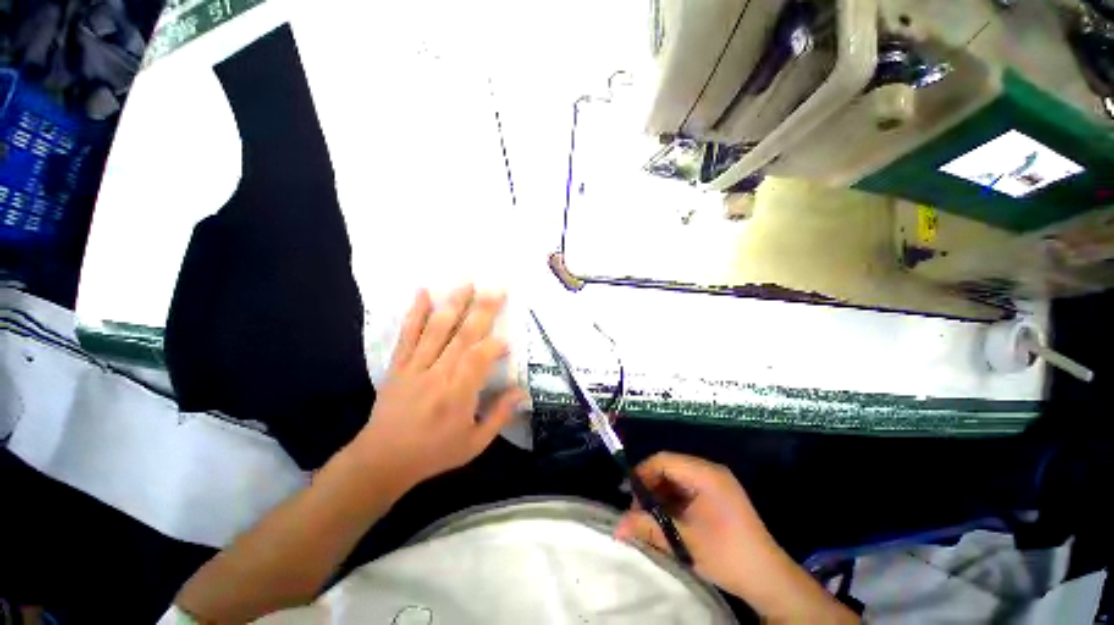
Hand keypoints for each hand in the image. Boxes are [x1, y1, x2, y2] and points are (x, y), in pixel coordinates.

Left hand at [351, 285, 525, 487]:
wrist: (382, 460)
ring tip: (467, 282)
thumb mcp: (475, 443)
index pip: (480, 358)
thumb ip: (500, 415)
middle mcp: (438, 373)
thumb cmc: (434, 453)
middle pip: (463, 335)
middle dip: (483, 310)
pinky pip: (408, 335)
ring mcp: (416, 366)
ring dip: (454, 303)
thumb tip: (522, 391)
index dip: (496, 345)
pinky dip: (415, 313)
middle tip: (497, 288)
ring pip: (437, 329)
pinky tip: (422, 292)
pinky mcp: (399, 365)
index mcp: (458, 393)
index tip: (508, 340)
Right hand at [615, 453, 855, 622]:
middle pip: (670, 467)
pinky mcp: (719, 496)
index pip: (664, 460)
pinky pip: (688, 489)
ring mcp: (716, 483)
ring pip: (677, 478)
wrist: (769, 579)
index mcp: (705, 474)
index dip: (642, 473)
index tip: (629, 495)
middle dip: (650, 486)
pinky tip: (667, 518)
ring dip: (661, 494)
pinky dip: (673, 500)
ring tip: (650, 516)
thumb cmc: (727, 555)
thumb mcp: (684, 542)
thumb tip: (617, 527)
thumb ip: (648, 528)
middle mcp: (710, 471)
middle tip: (638, 509)